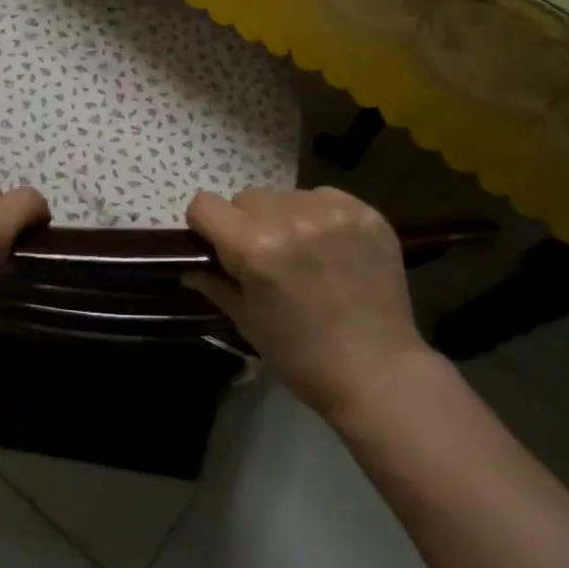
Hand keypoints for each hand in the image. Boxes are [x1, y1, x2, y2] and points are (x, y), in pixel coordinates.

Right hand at [185, 187, 428, 420]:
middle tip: (267, 257)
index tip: (219, 247)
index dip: (205, 226)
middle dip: (248, 224)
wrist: (378, 371)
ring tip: (305, 254)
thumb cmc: (302, 356)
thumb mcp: (247, 321)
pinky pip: (324, 197)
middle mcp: (290, 217)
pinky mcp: (365, 212)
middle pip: (247, 198)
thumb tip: (190, 264)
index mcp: (255, 246)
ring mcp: (332, 212)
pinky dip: (320, 216)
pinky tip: (333, 249)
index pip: (204, 205)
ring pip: (286, 196)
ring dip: (285, 218)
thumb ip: (214, 282)